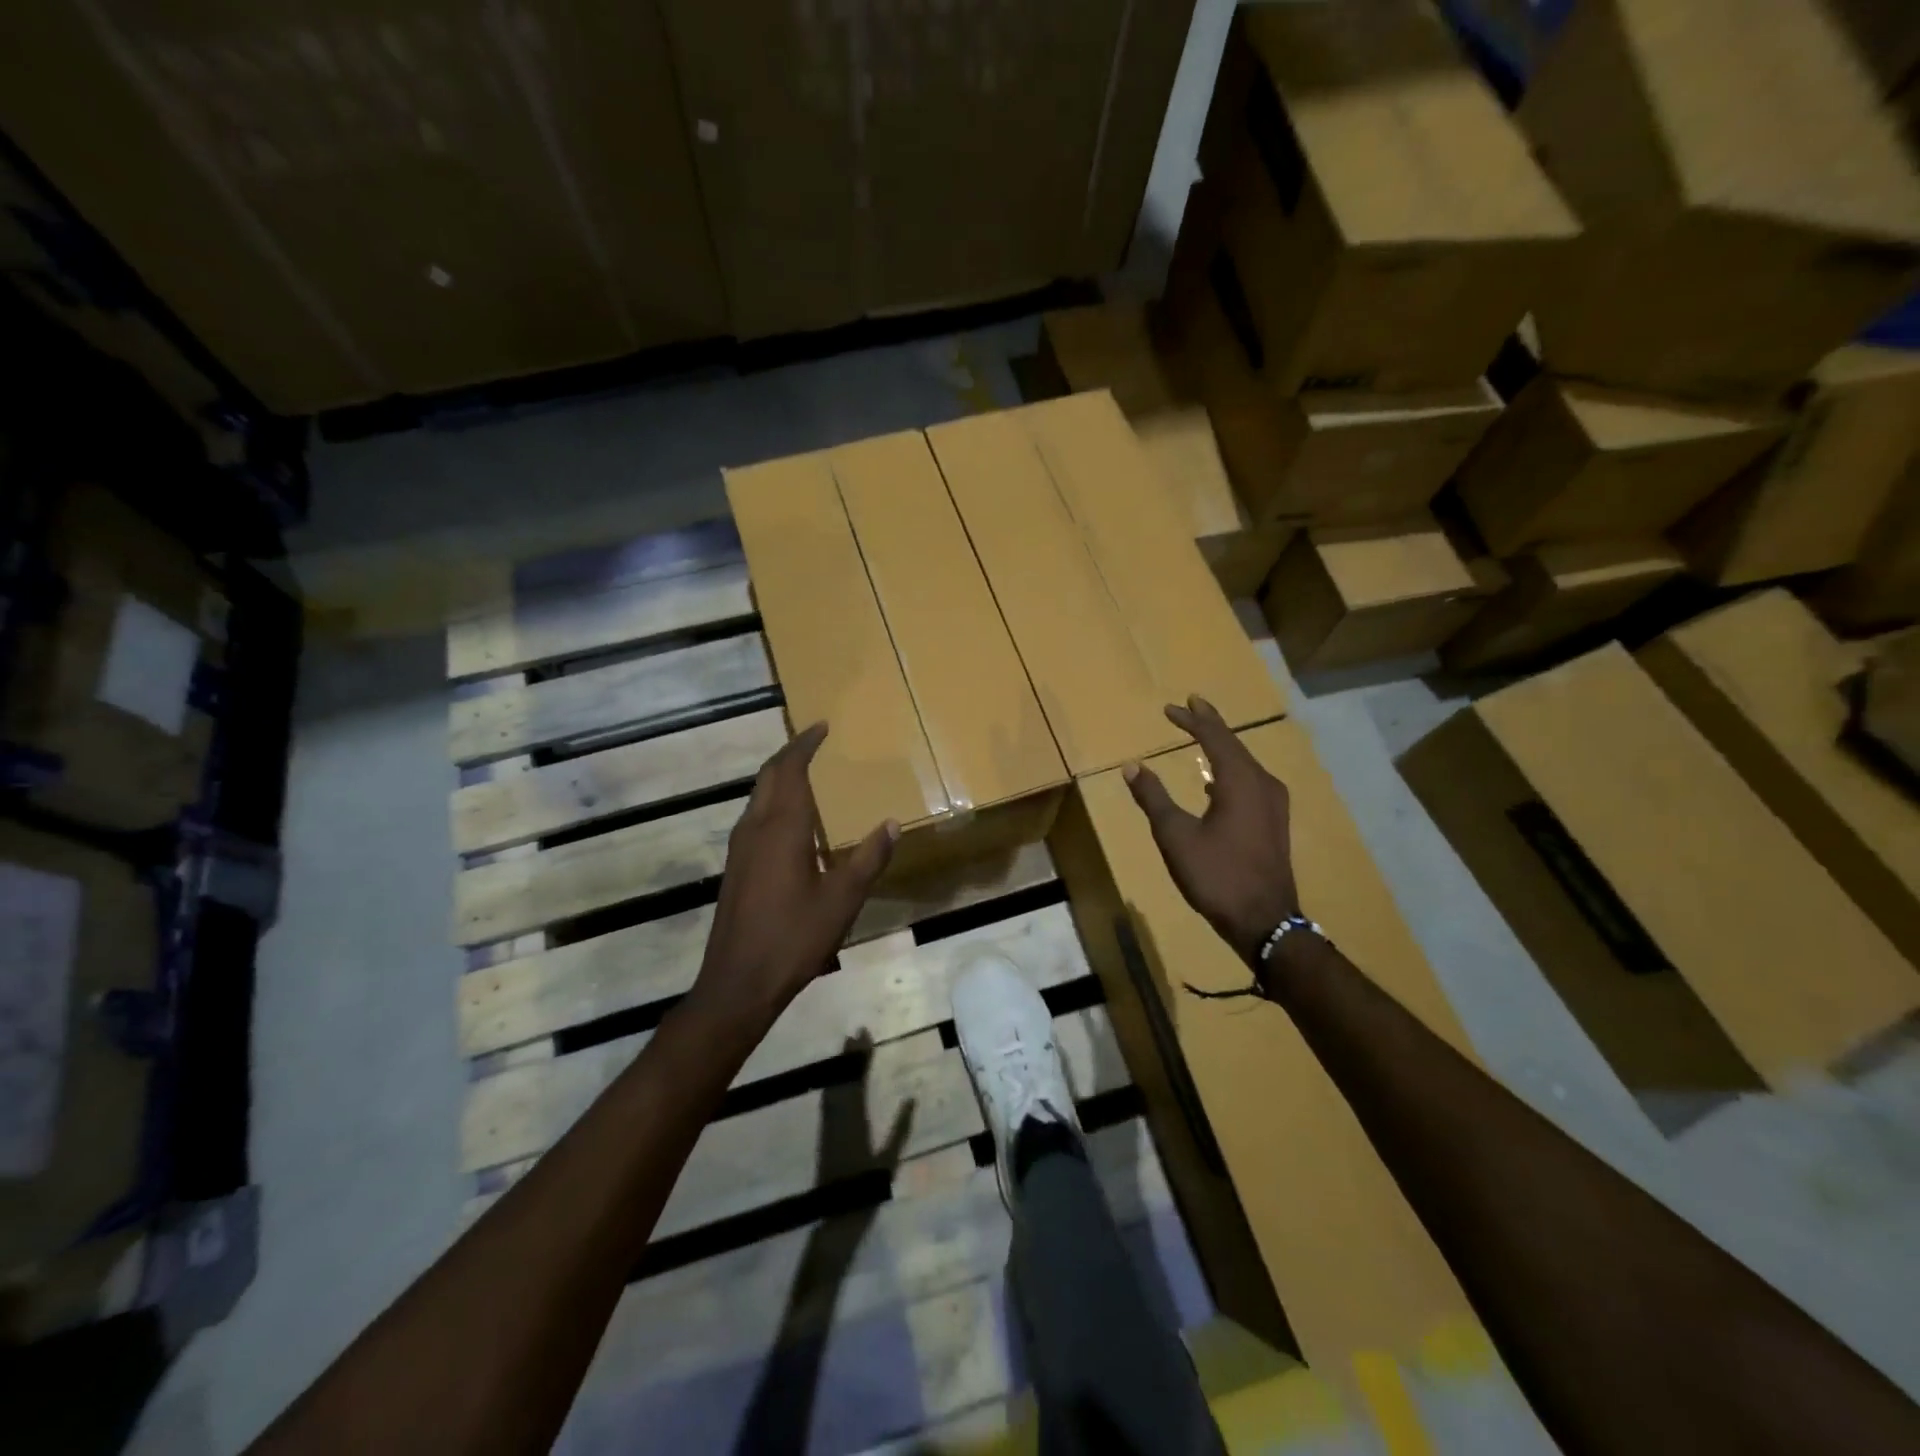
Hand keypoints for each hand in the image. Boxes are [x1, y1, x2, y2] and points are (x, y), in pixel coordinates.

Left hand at [691, 722, 897, 1029]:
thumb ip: (869, 858)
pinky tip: (790, 821)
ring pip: (757, 796)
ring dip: (779, 777)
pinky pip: (754, 817)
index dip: (804, 744)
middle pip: (768, 776)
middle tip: (813, 741)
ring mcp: (740, 849)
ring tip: (805, 772)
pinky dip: (772, 801)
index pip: (790, 769)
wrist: (739, 982)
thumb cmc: (794, 937)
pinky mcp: (735, 867)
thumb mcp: (842, 899)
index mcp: (783, 828)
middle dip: (789, 753)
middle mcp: (755, 828)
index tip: (821, 726)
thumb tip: (892, 823)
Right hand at [1123, 695, 1299, 966]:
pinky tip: (1217, 783)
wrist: (1265, 921)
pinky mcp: (1274, 823)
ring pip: (1245, 763)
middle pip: (1235, 745)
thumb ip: (1154, 797)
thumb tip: (1132, 766)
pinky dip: (1231, 770)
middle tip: (1191, 706)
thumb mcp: (1175, 836)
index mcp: (1240, 781)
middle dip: (1210, 725)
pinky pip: (1251, 781)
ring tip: (1203, 735)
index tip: (1171, 708)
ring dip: (1222, 747)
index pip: (1215, 737)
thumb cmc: (1216, 875)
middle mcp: (1263, 784)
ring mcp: (1274, 804)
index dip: (1193, 719)